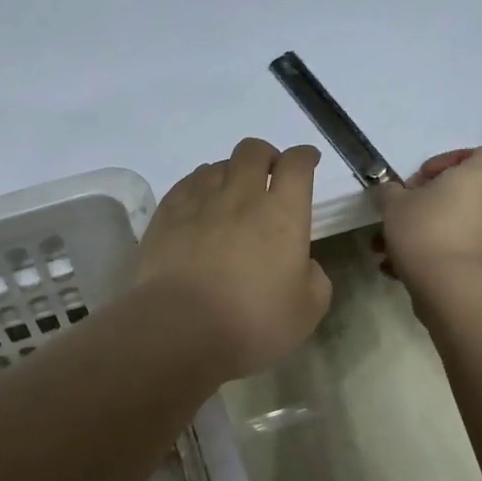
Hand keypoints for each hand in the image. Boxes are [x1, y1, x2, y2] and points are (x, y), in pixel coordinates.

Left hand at [138, 138, 332, 380]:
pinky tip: (199, 204)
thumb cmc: (252, 323)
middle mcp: (242, 196)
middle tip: (268, 175)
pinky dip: (199, 186)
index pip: (296, 165)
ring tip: (230, 194)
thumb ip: (314, 278)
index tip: (307, 161)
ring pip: (218, 165)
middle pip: (253, 151)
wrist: (181, 328)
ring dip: (231, 172)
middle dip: (265, 156)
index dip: (304, 157)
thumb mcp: (306, 311)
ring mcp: (200, 201)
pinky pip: (187, 183)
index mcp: (282, 214)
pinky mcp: (168, 213)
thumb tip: (302, 263)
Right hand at [378, 147, 481, 295]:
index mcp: (477, 180)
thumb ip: (389, 192)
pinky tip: (402, 274)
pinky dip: (437, 260)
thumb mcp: (392, 205)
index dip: (456, 159)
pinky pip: (462, 256)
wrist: (455, 291)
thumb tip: (388, 190)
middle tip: (402, 217)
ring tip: (390, 253)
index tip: (426, 176)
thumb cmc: (425, 233)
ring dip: (428, 235)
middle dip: (431, 205)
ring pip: (459, 229)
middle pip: (466, 195)